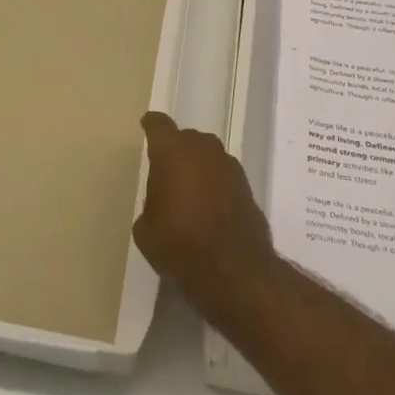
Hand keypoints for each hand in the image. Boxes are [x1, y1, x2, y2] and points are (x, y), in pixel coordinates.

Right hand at [135, 112, 277, 302]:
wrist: (234, 269)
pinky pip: (224, 176)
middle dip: (176, 150)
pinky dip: (216, 185)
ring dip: (199, 167)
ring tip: (190, 191)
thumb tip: (162, 204)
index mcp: (171, 150)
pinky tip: (210, 207)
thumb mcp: (146, 228)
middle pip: (186, 138)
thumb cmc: (179, 243)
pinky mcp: (248, 186)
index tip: (147, 127)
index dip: (151, 126)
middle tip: (166, 171)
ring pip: (208, 155)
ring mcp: (229, 165)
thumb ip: (151, 203)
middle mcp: (202, 148)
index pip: (158, 125)